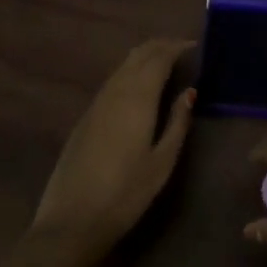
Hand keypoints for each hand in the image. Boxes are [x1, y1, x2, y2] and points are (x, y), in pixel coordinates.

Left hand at [30, 38, 195, 261]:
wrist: (71, 220)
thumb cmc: (125, 194)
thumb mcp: (162, 162)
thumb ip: (177, 122)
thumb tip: (189, 91)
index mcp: (138, 97)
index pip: (158, 57)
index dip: (176, 47)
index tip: (194, 46)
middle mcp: (116, 90)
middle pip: (138, 54)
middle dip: (160, 46)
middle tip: (182, 49)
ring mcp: (97, 102)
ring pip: (123, 65)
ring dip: (144, 57)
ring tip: (165, 63)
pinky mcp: (86, 116)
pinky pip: (113, 80)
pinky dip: (130, 72)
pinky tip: (139, 86)